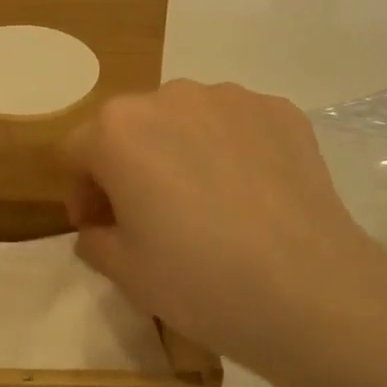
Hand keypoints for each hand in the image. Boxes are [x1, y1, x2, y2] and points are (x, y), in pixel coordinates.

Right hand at [63, 80, 386, 386]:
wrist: (310, 290)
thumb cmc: (198, 279)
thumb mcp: (124, 271)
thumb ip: (95, 240)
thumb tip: (101, 228)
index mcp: (117, 130)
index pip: (76, 151)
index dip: (80, 192)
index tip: (99, 227)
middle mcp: (169, 97)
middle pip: (130, 127)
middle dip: (127, 166)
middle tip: (148, 216)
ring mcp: (231, 98)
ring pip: (185, 120)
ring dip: (179, 152)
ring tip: (206, 204)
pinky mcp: (281, 111)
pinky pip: (236, 125)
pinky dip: (230, 150)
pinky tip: (250, 195)